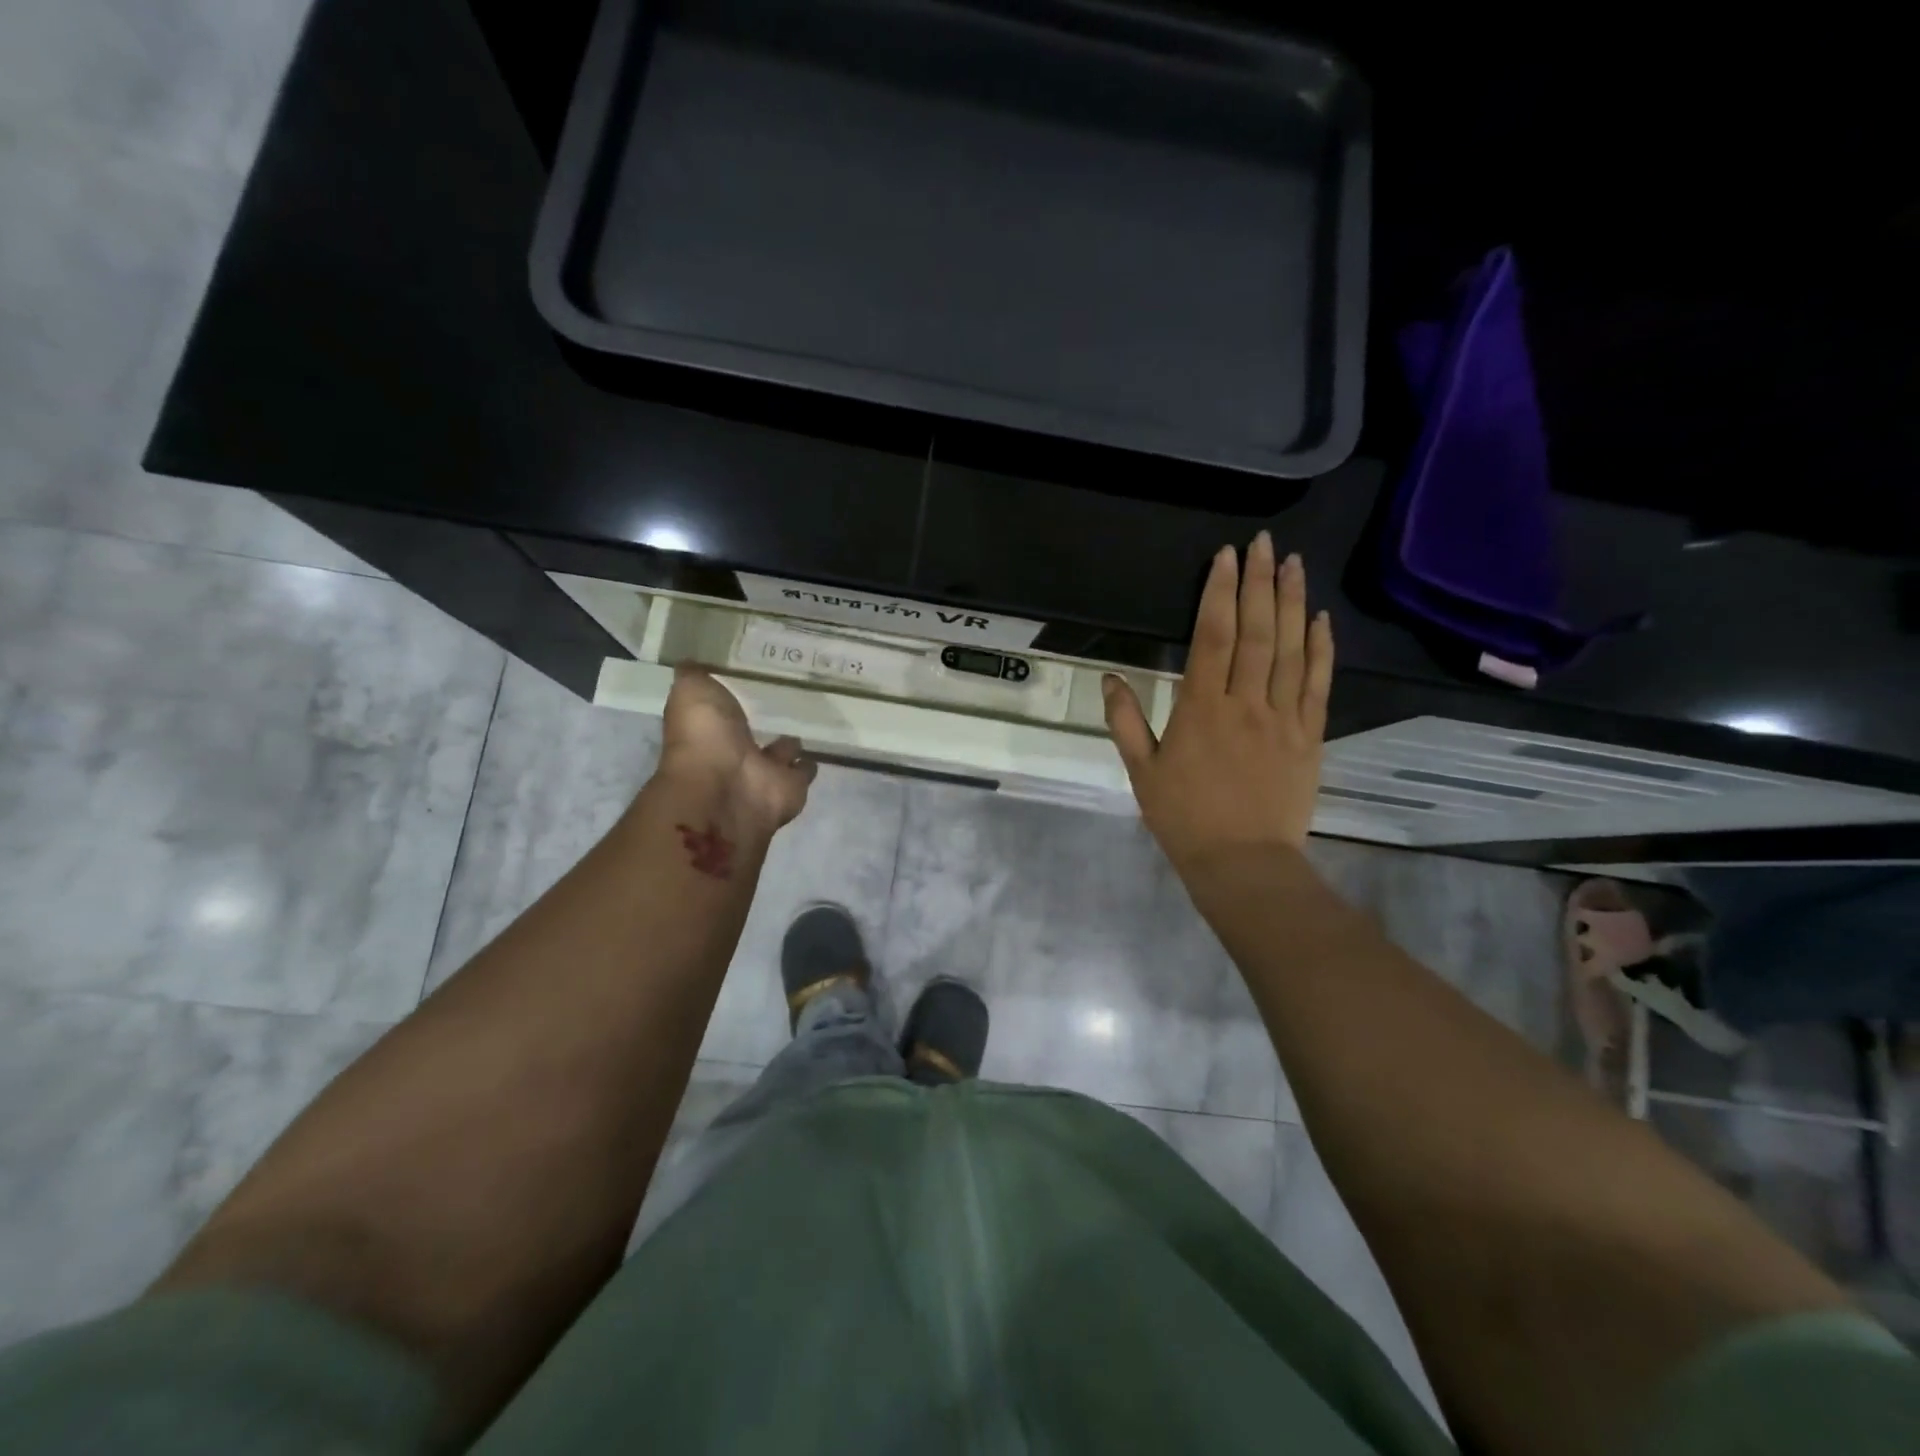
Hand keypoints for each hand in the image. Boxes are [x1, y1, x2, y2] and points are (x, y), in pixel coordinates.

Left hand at [656, 665, 817, 836]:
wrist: (727, 789)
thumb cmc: (704, 738)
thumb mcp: (691, 692)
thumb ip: (694, 676)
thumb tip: (690, 662)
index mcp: (707, 731)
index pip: (720, 712)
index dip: (728, 700)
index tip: (747, 680)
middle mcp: (733, 754)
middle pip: (749, 737)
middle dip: (761, 723)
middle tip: (783, 702)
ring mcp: (763, 773)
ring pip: (779, 755)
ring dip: (789, 745)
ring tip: (807, 725)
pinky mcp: (791, 787)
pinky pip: (802, 772)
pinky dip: (808, 765)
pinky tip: (818, 748)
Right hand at [1102, 533, 1332, 867]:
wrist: (1243, 863)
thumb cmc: (1184, 819)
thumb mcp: (1142, 773)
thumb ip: (1126, 722)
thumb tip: (1109, 678)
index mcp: (1201, 709)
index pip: (1213, 637)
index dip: (1218, 593)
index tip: (1225, 557)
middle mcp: (1245, 703)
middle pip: (1256, 632)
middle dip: (1257, 583)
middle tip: (1263, 544)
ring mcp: (1283, 718)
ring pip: (1291, 649)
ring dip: (1292, 602)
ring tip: (1293, 564)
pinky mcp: (1309, 736)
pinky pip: (1318, 684)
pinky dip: (1321, 648)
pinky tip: (1320, 619)